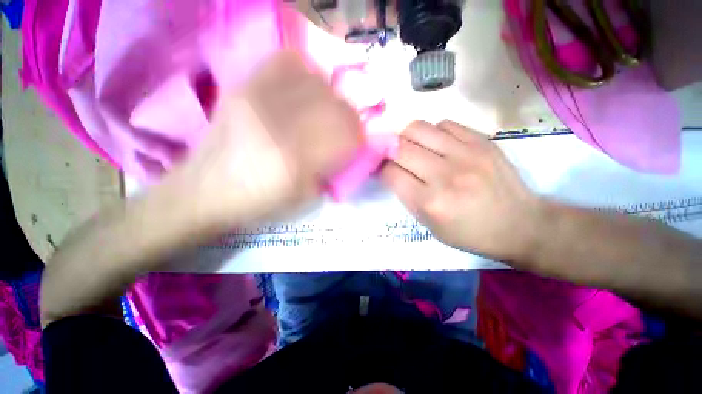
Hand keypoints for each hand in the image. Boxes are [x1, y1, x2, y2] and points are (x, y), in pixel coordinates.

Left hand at [165, 52, 362, 230]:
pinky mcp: (244, 86)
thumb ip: (333, 171)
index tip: (355, 147)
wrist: (206, 192)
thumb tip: (348, 149)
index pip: (348, 134)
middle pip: (337, 105)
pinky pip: (287, 63)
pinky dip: (304, 75)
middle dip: (348, 121)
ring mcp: (259, 97)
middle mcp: (280, 121)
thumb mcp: (306, 200)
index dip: (359, 139)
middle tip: (341, 133)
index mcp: (297, 159)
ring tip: (321, 115)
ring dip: (329, 100)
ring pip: (318, 82)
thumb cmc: (260, 204)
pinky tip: (301, 93)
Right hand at [381, 120, 545, 261]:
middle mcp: (444, 175)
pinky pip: (444, 124)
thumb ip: (406, 196)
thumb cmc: (469, 233)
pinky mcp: (482, 141)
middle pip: (400, 147)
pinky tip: (436, 143)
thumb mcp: (429, 225)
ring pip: (418, 128)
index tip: (378, 166)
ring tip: (410, 146)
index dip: (379, 167)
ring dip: (406, 136)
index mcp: (429, 203)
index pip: (390, 173)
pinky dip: (432, 132)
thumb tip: (389, 170)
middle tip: (389, 154)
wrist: (520, 224)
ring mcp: (466, 154)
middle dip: (387, 149)